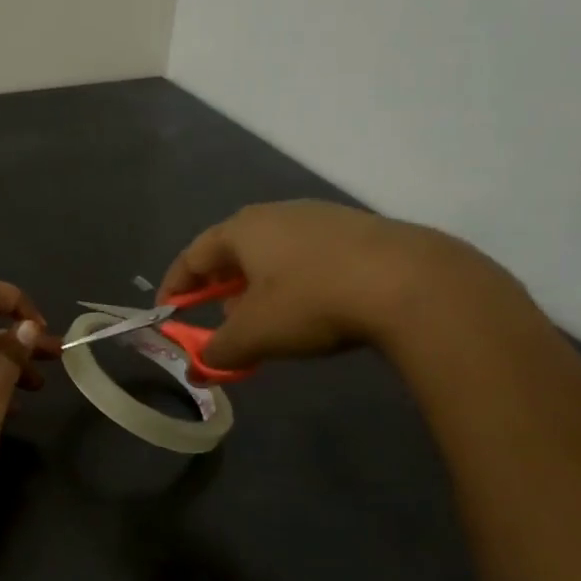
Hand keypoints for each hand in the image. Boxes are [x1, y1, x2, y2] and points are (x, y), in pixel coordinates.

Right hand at [158, 201, 481, 366]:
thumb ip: (218, 351)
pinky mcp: (358, 231)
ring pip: (273, 253)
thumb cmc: (312, 301)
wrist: (412, 283)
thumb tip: (198, 367)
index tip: (167, 312)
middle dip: (219, 288)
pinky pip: (308, 256)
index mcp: (242, 230)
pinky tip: (311, 308)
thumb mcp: (255, 335)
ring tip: (265, 320)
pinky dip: (294, 282)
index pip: (193, 255)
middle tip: (219, 320)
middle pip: (233, 251)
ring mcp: (320, 218)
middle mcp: (276, 214)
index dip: (175, 286)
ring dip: (258, 287)